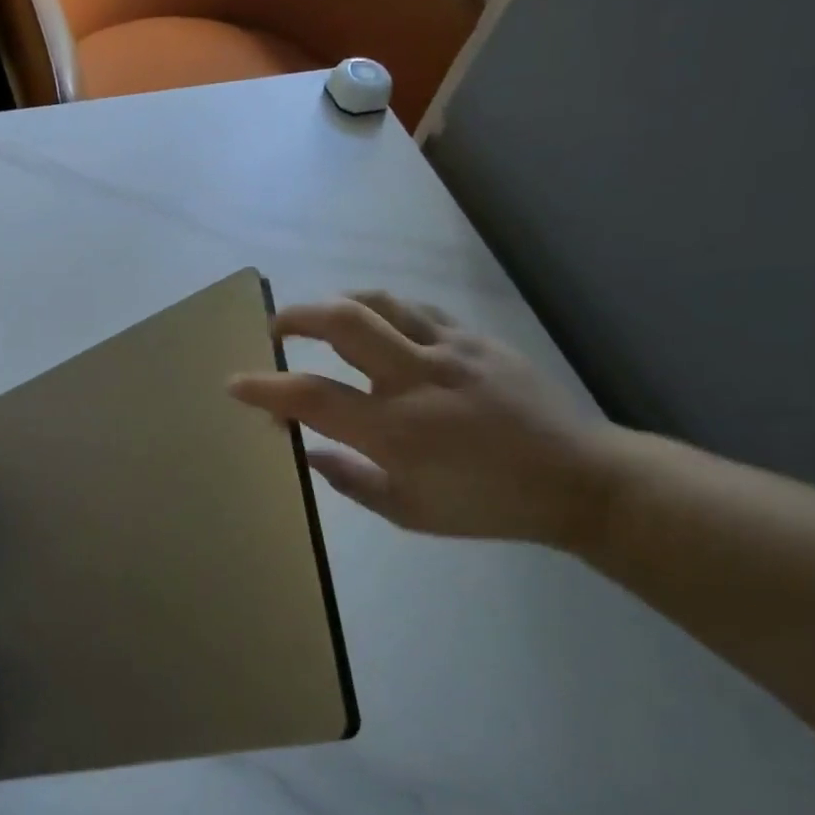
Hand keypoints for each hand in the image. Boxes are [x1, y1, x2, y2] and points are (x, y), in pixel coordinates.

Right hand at [229, 292, 618, 549]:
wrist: (579, 480)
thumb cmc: (487, 505)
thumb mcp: (408, 512)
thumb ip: (350, 480)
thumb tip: (308, 451)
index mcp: (396, 430)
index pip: (311, 398)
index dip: (265, 389)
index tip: (235, 384)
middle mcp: (417, 378)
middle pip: (343, 322)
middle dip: (296, 317)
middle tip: (275, 329)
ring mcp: (451, 351)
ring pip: (380, 302)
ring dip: (338, 304)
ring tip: (322, 319)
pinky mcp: (477, 339)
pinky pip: (417, 311)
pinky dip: (384, 312)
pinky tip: (380, 327)